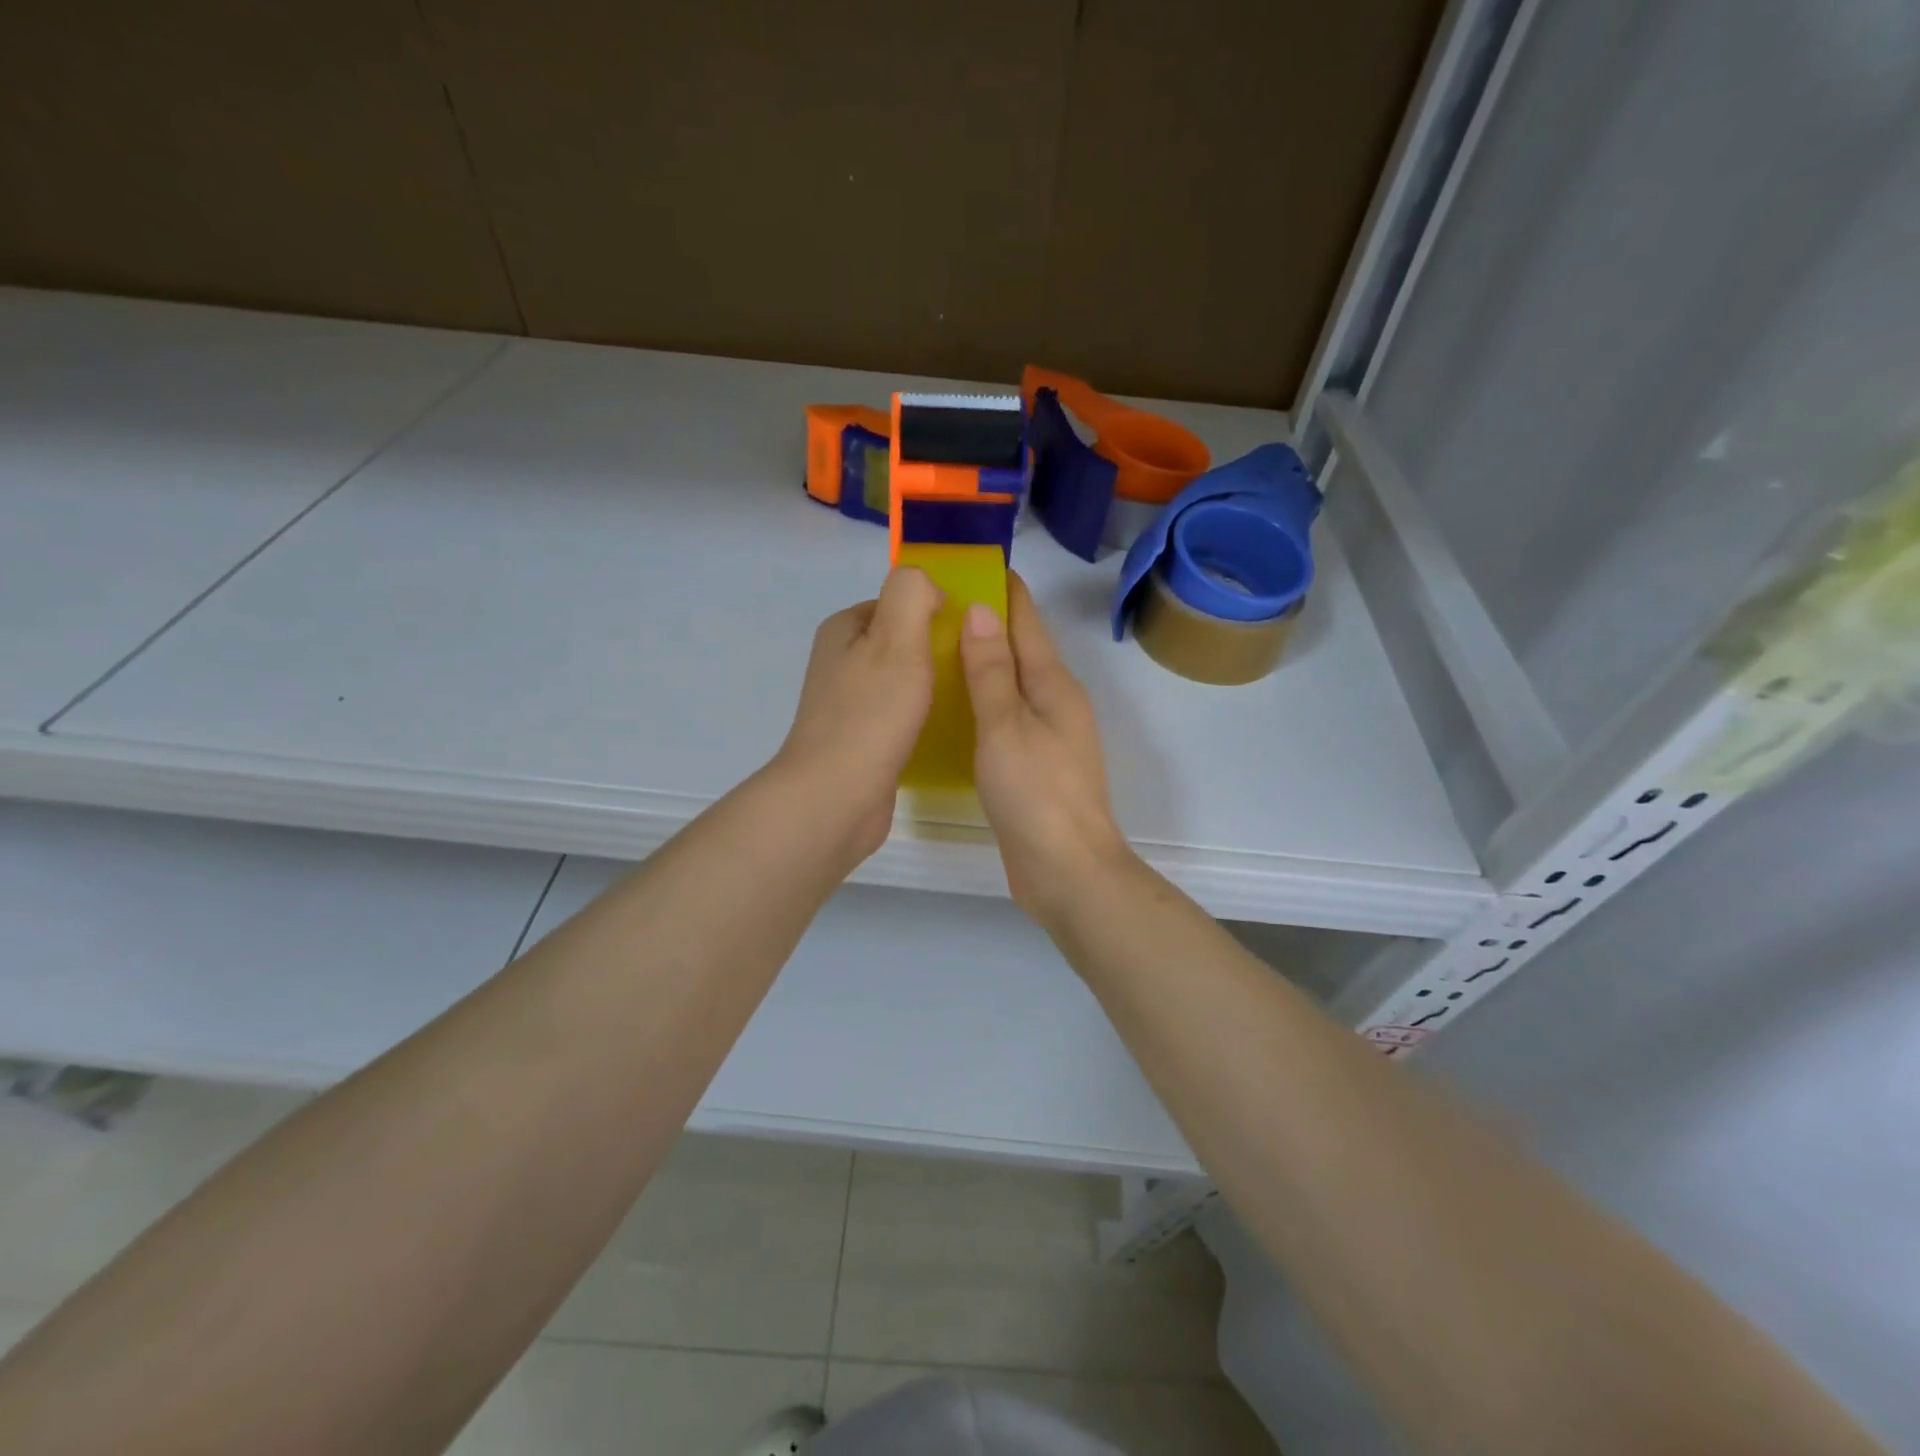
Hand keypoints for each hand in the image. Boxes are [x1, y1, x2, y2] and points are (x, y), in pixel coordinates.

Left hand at [773, 566, 941, 864]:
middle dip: (935, 651)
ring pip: (901, 681)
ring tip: (965, 699)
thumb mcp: (897, 638)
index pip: (897, 603)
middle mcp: (840, 663)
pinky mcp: (859, 742)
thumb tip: (927, 587)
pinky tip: (944, 731)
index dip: (933, 611)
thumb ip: (911, 593)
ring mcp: (847, 705)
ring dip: (931, 687)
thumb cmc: (871, 713)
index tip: (967, 634)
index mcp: (843, 630)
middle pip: (901, 642)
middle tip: (972, 668)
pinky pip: (898, 716)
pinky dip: (921, 718)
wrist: (836, 796)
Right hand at [960, 573, 1132, 920]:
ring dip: (981, 663)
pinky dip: (982, 701)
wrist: (1067, 869)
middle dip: (983, 623)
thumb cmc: (1035, 793)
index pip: (1025, 619)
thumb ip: (991, 670)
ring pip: (1011, 683)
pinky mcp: (1036, 764)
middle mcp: (1055, 701)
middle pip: (1019, 648)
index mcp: (1053, 683)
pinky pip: (1006, 716)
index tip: (965, 564)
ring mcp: (1048, 734)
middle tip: (931, 609)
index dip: (1000, 589)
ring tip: (933, 649)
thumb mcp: (1006, 726)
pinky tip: (953, 707)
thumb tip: (980, 609)